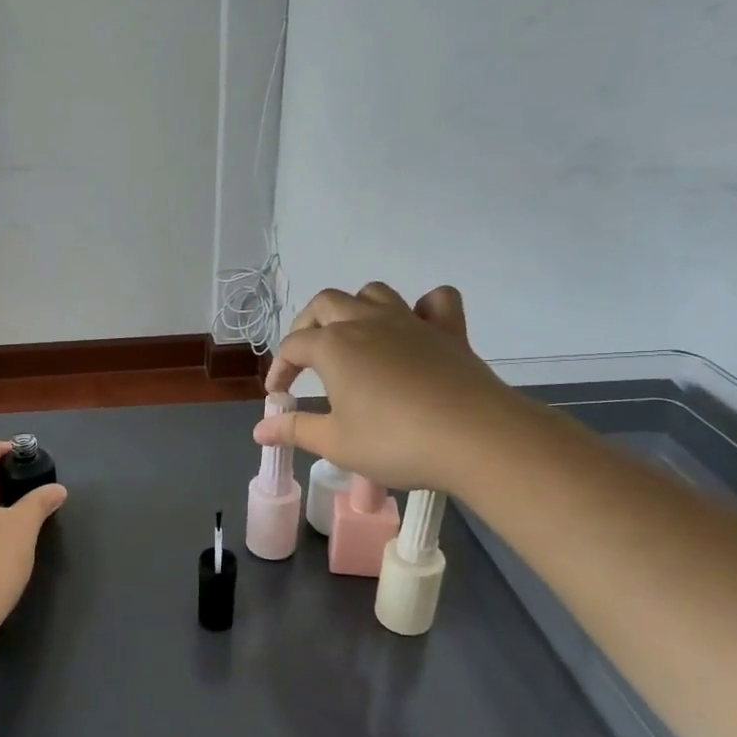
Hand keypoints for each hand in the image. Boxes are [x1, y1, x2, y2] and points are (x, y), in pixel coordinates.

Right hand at [254, 283, 522, 491]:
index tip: (278, 396)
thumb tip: (259, 430)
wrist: (476, 438)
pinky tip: (416, 328)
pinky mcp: (448, 330)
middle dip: (307, 326)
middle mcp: (366, 322)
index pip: (292, 347)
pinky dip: (422, 308)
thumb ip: (295, 430)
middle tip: (306, 358)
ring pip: (372, 293)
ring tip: (353, 337)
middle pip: (325, 304)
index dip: (279, 369)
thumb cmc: (395, 441)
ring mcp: (409, 321)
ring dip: (355, 308)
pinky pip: (435, 302)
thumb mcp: (336, 443)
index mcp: (333, 346)